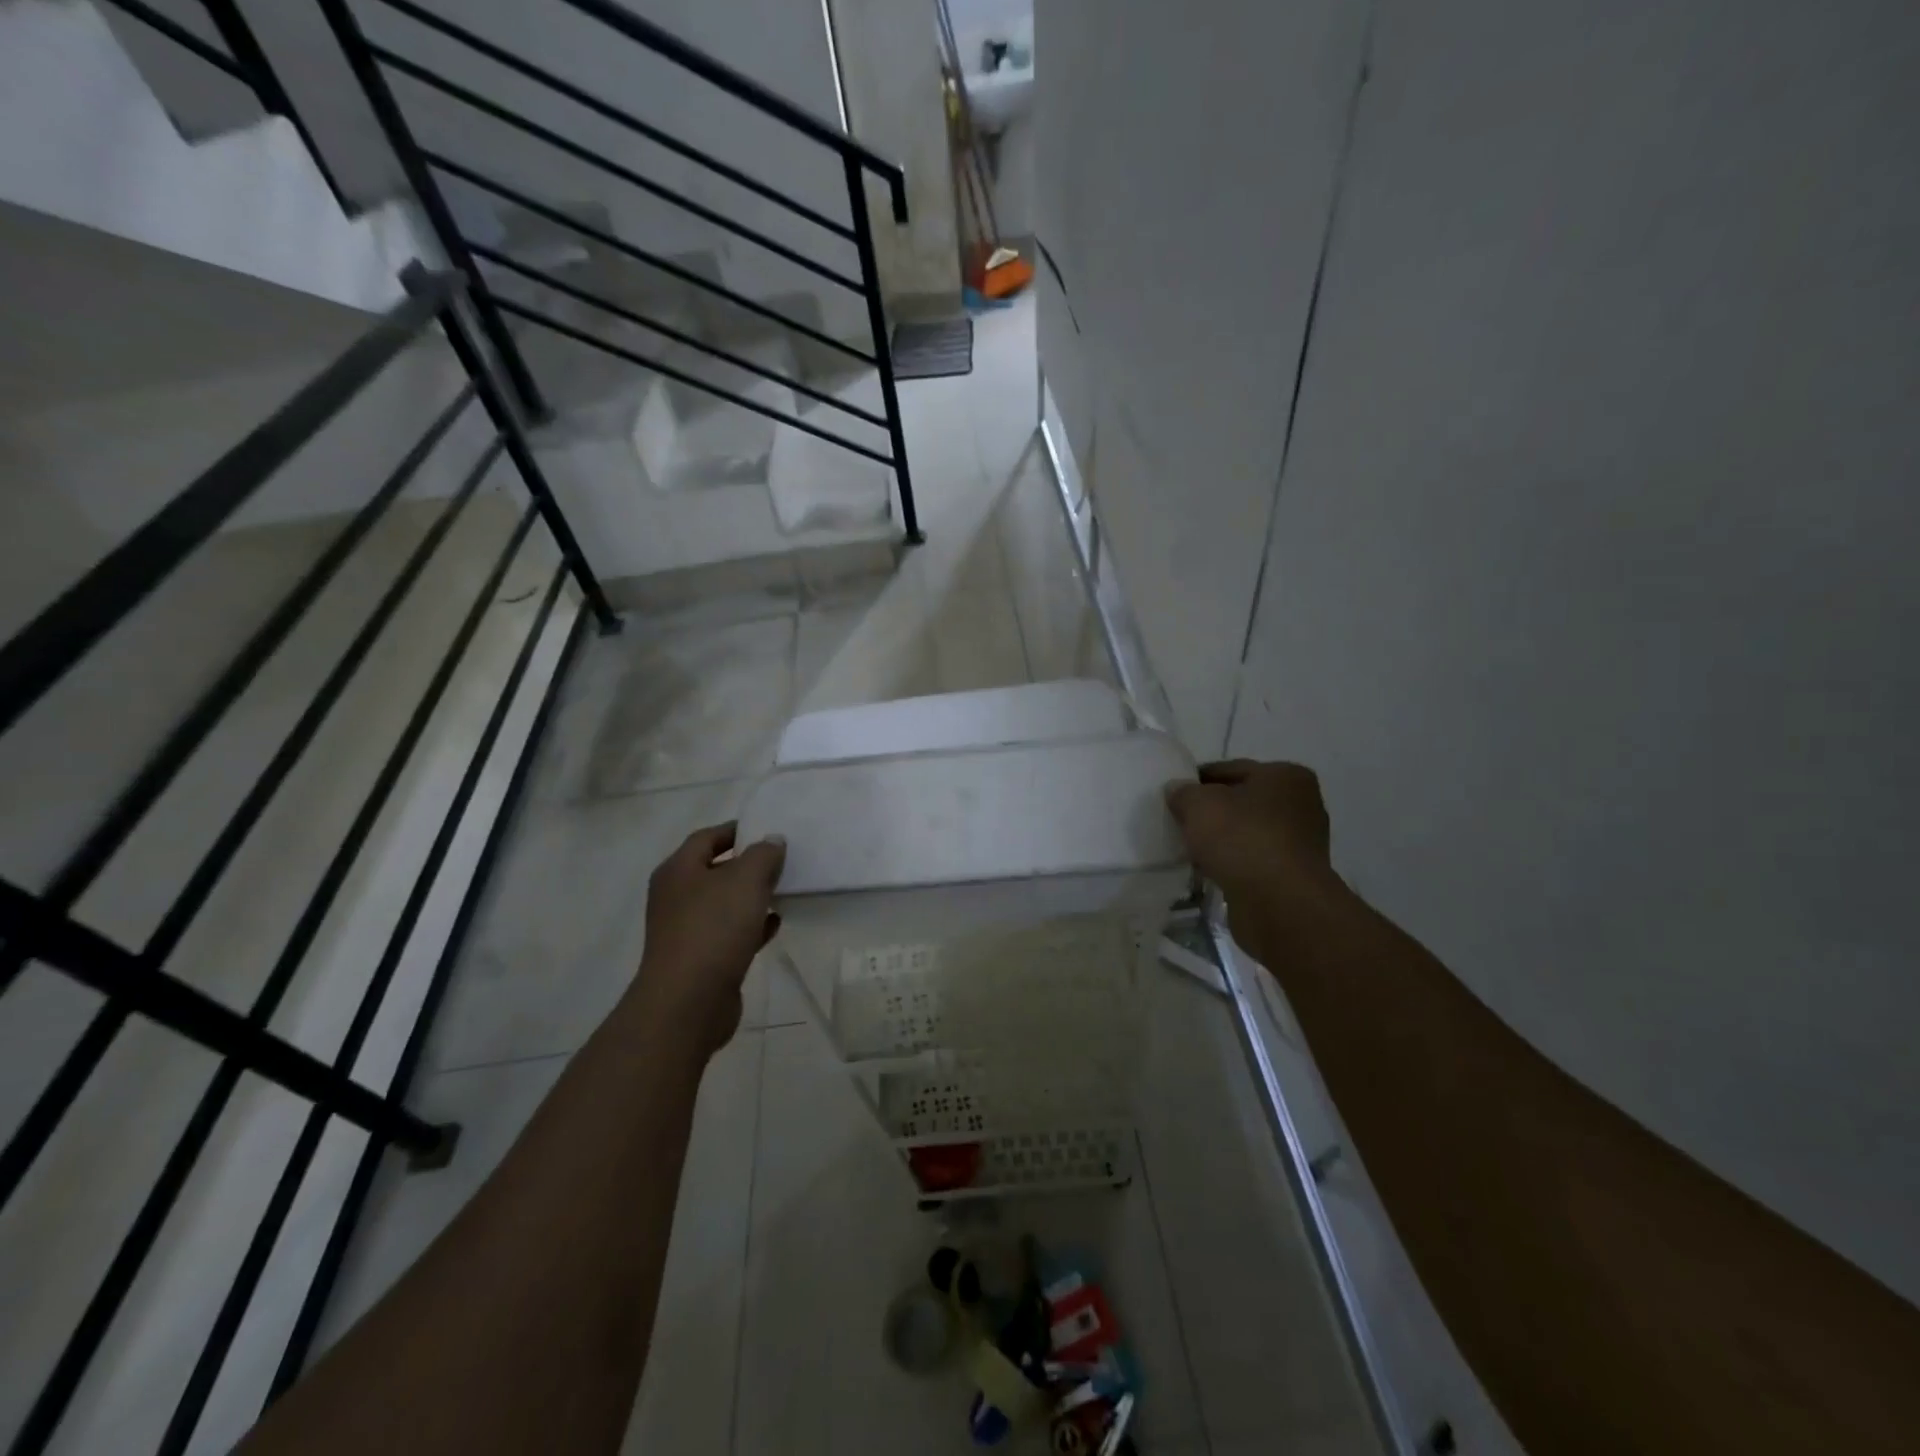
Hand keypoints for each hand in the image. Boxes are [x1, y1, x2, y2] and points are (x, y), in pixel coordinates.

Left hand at [635, 822, 785, 1053]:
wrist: (688, 1002)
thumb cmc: (714, 928)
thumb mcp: (746, 879)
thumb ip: (763, 854)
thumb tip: (772, 841)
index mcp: (678, 870)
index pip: (707, 837)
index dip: (737, 831)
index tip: (768, 830)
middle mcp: (676, 897)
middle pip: (715, 870)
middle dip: (748, 865)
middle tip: (781, 861)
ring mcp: (686, 930)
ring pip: (724, 903)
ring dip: (751, 897)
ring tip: (782, 891)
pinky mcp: (700, 959)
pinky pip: (729, 933)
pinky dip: (751, 926)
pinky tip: (774, 925)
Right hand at [1165, 760, 1336, 907]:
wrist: (1279, 904)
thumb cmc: (1242, 839)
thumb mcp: (1199, 804)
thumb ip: (1183, 792)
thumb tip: (1177, 791)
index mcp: (1286, 776)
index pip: (1231, 769)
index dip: (1198, 780)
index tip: (1174, 795)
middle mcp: (1301, 805)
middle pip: (1242, 802)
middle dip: (1212, 812)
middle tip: (1179, 822)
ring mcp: (1300, 843)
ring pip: (1247, 833)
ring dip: (1222, 840)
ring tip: (1191, 849)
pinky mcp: (1293, 876)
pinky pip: (1253, 861)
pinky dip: (1233, 863)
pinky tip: (1210, 871)